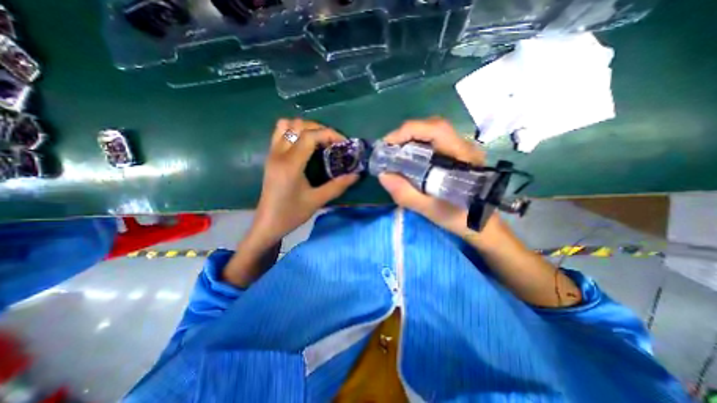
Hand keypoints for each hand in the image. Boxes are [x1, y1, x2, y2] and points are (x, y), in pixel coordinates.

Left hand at [251, 119, 357, 245]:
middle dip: (320, 129)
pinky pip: (280, 133)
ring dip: (306, 128)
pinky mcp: (271, 157)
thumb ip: (338, 186)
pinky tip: (305, 145)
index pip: (310, 136)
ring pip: (287, 125)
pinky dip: (294, 131)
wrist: (268, 223)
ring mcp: (272, 153)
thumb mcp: (317, 201)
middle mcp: (279, 153)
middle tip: (333, 143)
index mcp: (290, 164)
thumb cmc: (291, 214)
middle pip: (299, 125)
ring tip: (319, 141)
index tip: (343, 143)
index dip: (329, 134)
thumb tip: (356, 175)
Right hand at [377, 117, 493, 235]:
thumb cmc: (459, 218)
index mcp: (462, 156)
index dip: (408, 131)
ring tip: (396, 153)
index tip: (387, 145)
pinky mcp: (457, 154)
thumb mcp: (429, 209)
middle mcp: (464, 146)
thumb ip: (406, 193)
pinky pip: (434, 142)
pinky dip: (417, 145)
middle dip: (406, 134)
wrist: (482, 224)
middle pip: (432, 126)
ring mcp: (461, 149)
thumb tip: (383, 175)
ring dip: (411, 138)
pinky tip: (409, 158)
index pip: (436, 129)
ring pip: (432, 132)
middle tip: (389, 149)